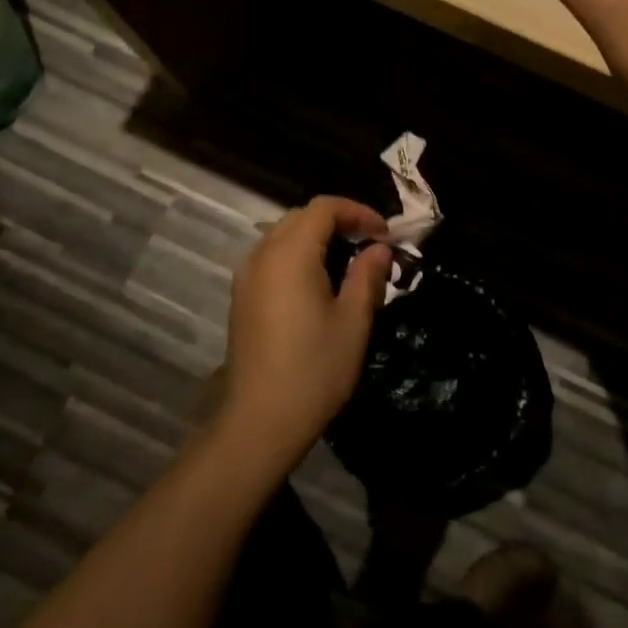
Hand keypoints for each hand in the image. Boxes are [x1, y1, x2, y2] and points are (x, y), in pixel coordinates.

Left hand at [214, 196, 392, 478]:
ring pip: (283, 236)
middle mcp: (262, 255)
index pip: (324, 208)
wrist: (260, 420)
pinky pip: (271, 258)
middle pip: (301, 217)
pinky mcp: (242, 298)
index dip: (358, 212)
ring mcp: (247, 277)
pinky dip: (298, 255)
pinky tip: (319, 283)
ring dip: (317, 238)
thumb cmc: (314, 369)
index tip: (385, 235)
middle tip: (370, 245)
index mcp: (290, 254)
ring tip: (348, 262)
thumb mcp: (353, 321)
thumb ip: (367, 276)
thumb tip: (380, 249)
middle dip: (338, 221)